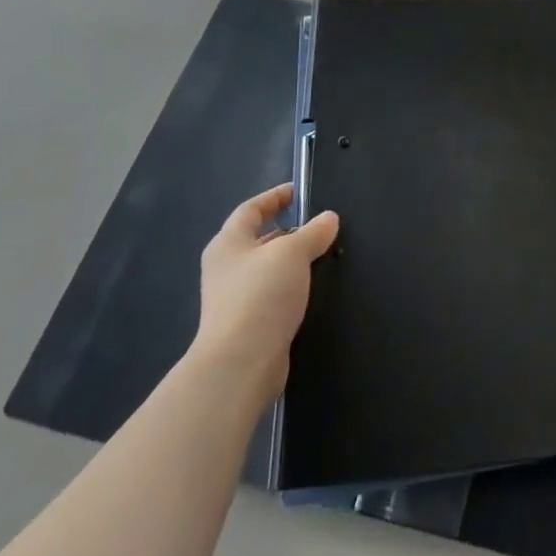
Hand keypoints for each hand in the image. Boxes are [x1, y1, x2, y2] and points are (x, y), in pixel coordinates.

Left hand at [192, 182, 338, 403]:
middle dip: (288, 230)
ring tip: (324, 254)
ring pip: (268, 269)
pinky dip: (292, 286)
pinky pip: (273, 294)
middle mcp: (226, 268)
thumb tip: (329, 218)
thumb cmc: (261, 295)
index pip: (251, 209)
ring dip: (292, 261)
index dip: (274, 197)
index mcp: (228, 243)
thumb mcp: (293, 253)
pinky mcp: (248, 325)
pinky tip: (313, 288)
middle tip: (320, 225)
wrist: (240, 364)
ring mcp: (234, 299)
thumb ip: (313, 232)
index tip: (299, 191)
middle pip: (258, 239)